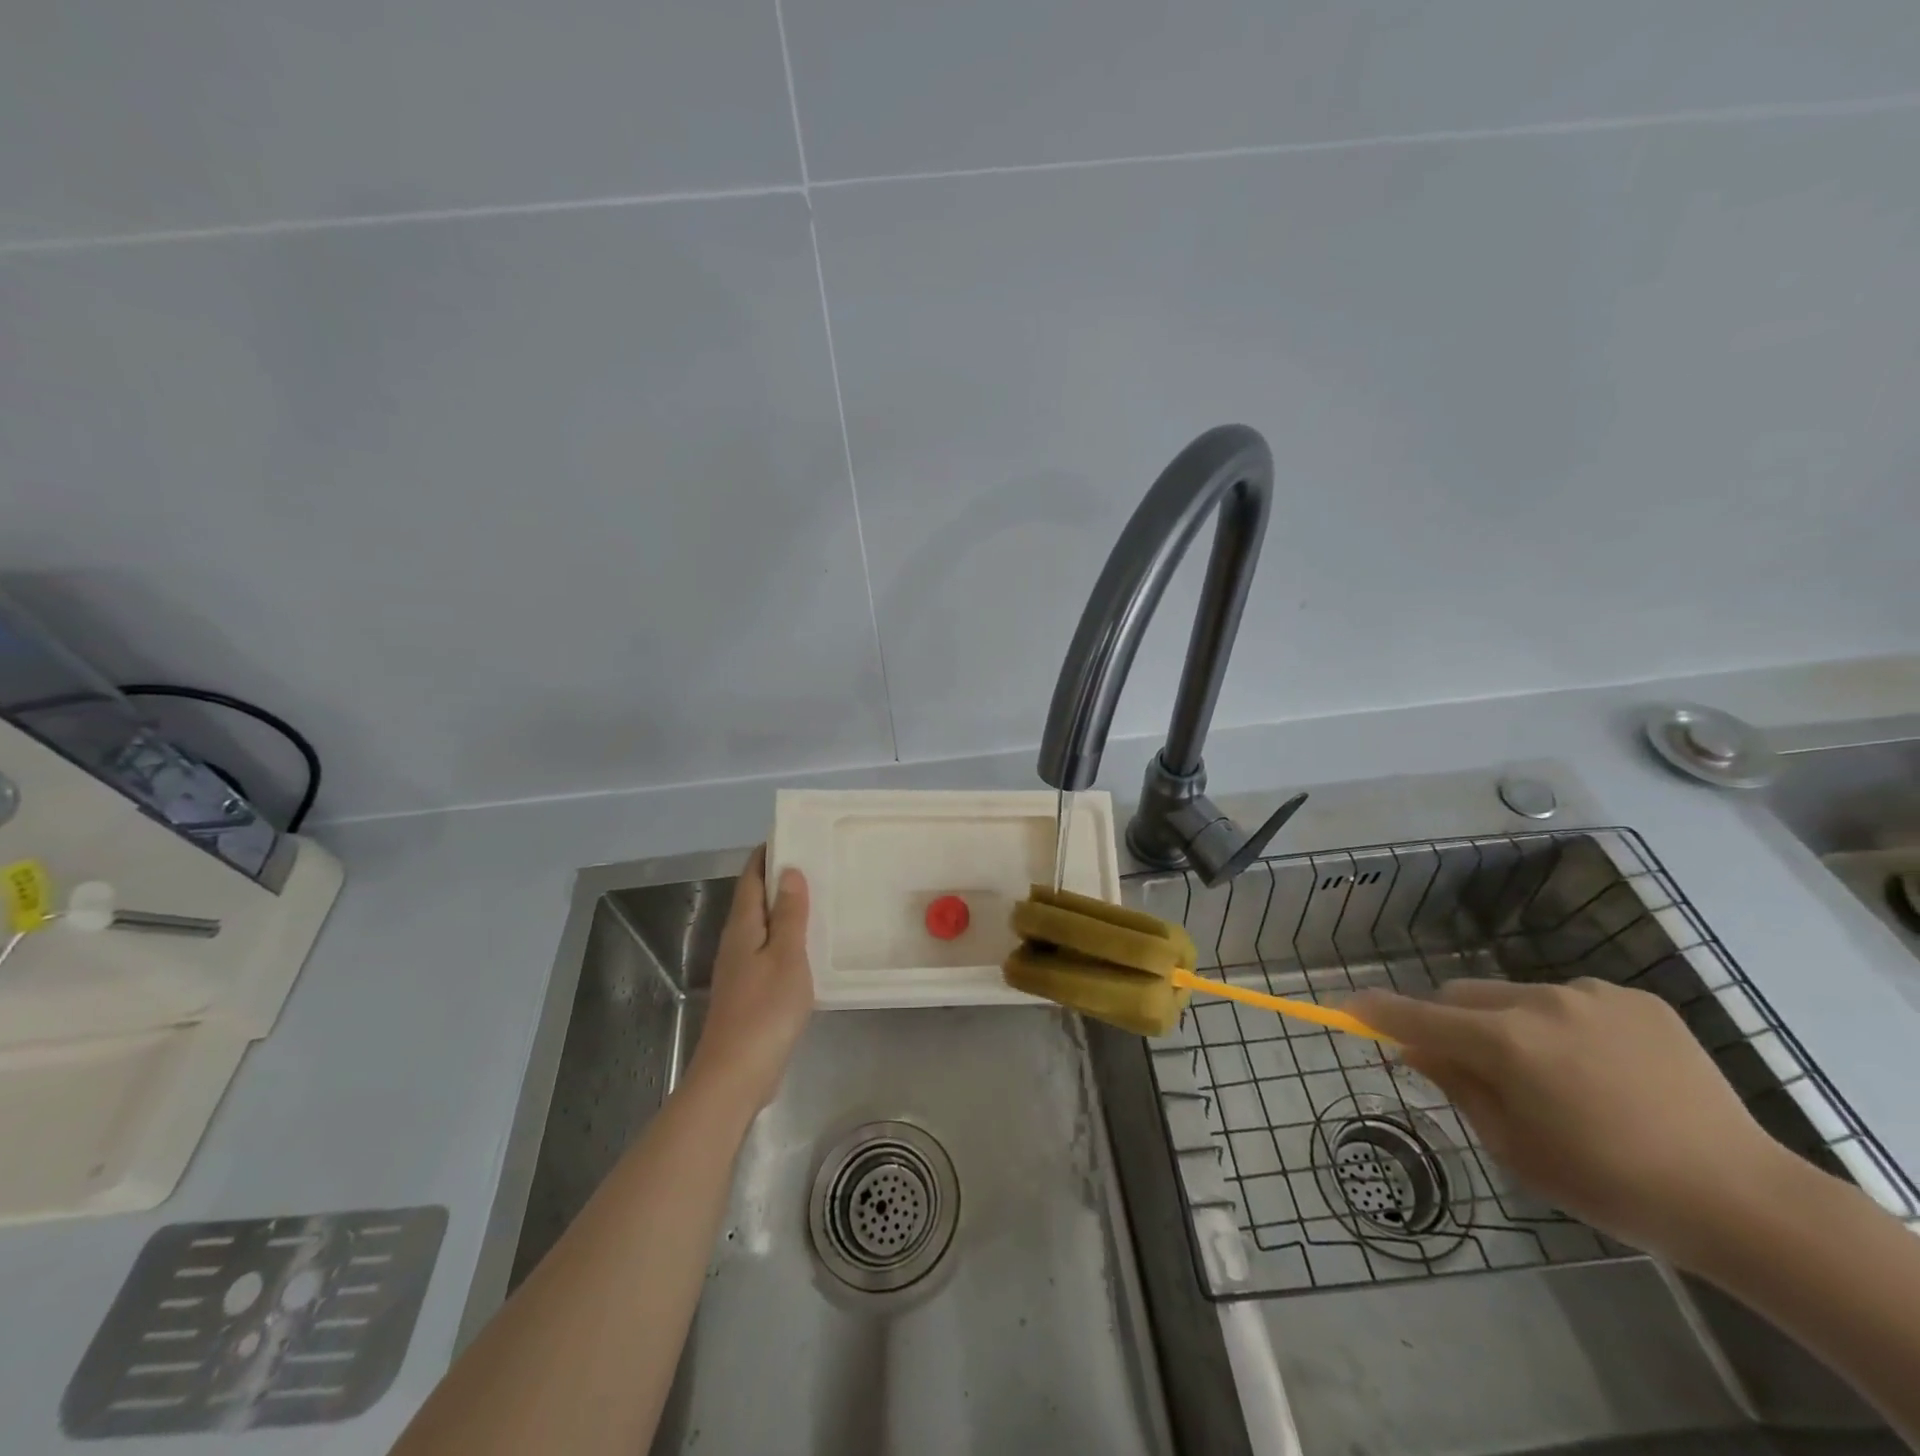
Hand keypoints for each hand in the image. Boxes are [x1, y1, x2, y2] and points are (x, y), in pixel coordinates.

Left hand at [684, 847, 813, 1116]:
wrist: (736, 1074)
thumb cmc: (766, 1010)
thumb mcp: (788, 956)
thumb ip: (790, 915)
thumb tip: (789, 872)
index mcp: (743, 928)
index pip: (752, 879)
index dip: (766, 856)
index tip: (790, 836)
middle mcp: (736, 942)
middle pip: (754, 900)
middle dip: (776, 878)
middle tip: (813, 861)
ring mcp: (740, 969)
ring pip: (761, 926)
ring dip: (783, 908)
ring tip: (815, 896)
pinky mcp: (748, 992)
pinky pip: (767, 950)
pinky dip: (786, 937)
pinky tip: (806, 946)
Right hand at [1347, 977, 1793, 1264]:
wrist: (1743, 1199)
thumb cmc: (1609, 1184)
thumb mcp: (1514, 1147)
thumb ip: (1457, 1087)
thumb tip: (1415, 1050)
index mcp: (1504, 1043)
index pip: (1417, 1016)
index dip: (1376, 1010)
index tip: (1346, 1005)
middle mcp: (1537, 1003)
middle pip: (1462, 994)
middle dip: (1453, 1022)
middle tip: (1476, 1067)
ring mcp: (1589, 995)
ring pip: (1516, 995)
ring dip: (1511, 1024)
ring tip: (1559, 1077)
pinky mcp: (1634, 999)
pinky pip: (1571, 1000)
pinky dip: (1566, 1025)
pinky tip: (1605, 1070)